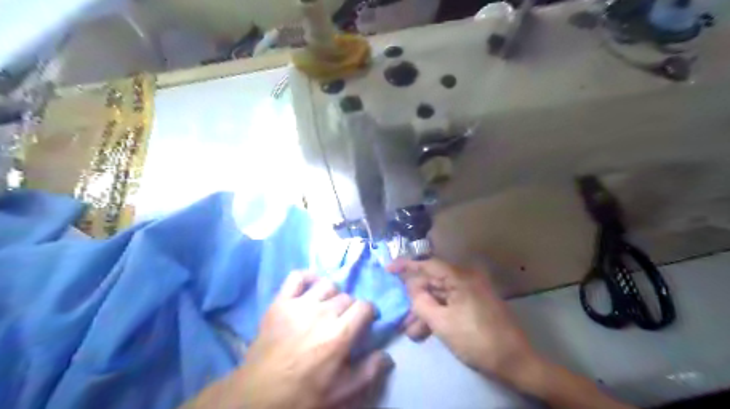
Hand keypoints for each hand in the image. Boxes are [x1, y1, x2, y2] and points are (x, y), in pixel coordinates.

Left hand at [185, 271, 397, 408]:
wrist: (260, 393)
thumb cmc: (304, 393)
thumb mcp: (342, 391)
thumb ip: (369, 371)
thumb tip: (388, 355)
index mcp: (340, 334)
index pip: (365, 306)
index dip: (368, 312)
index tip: (365, 321)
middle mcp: (323, 313)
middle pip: (347, 296)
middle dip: (350, 308)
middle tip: (342, 321)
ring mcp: (300, 304)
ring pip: (327, 284)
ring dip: (332, 294)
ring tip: (326, 307)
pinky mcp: (280, 302)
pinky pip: (297, 277)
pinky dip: (307, 277)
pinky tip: (310, 288)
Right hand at [387, 259, 633, 408]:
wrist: (515, 361)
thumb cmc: (476, 339)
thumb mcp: (442, 323)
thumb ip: (421, 302)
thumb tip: (411, 288)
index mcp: (460, 277)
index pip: (428, 264)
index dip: (406, 265)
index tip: (388, 268)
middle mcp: (466, 278)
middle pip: (433, 281)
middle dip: (415, 297)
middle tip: (400, 311)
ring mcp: (472, 291)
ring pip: (440, 295)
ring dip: (425, 309)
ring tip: (411, 329)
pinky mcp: (474, 303)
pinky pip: (450, 303)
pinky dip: (437, 313)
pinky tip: (424, 330)